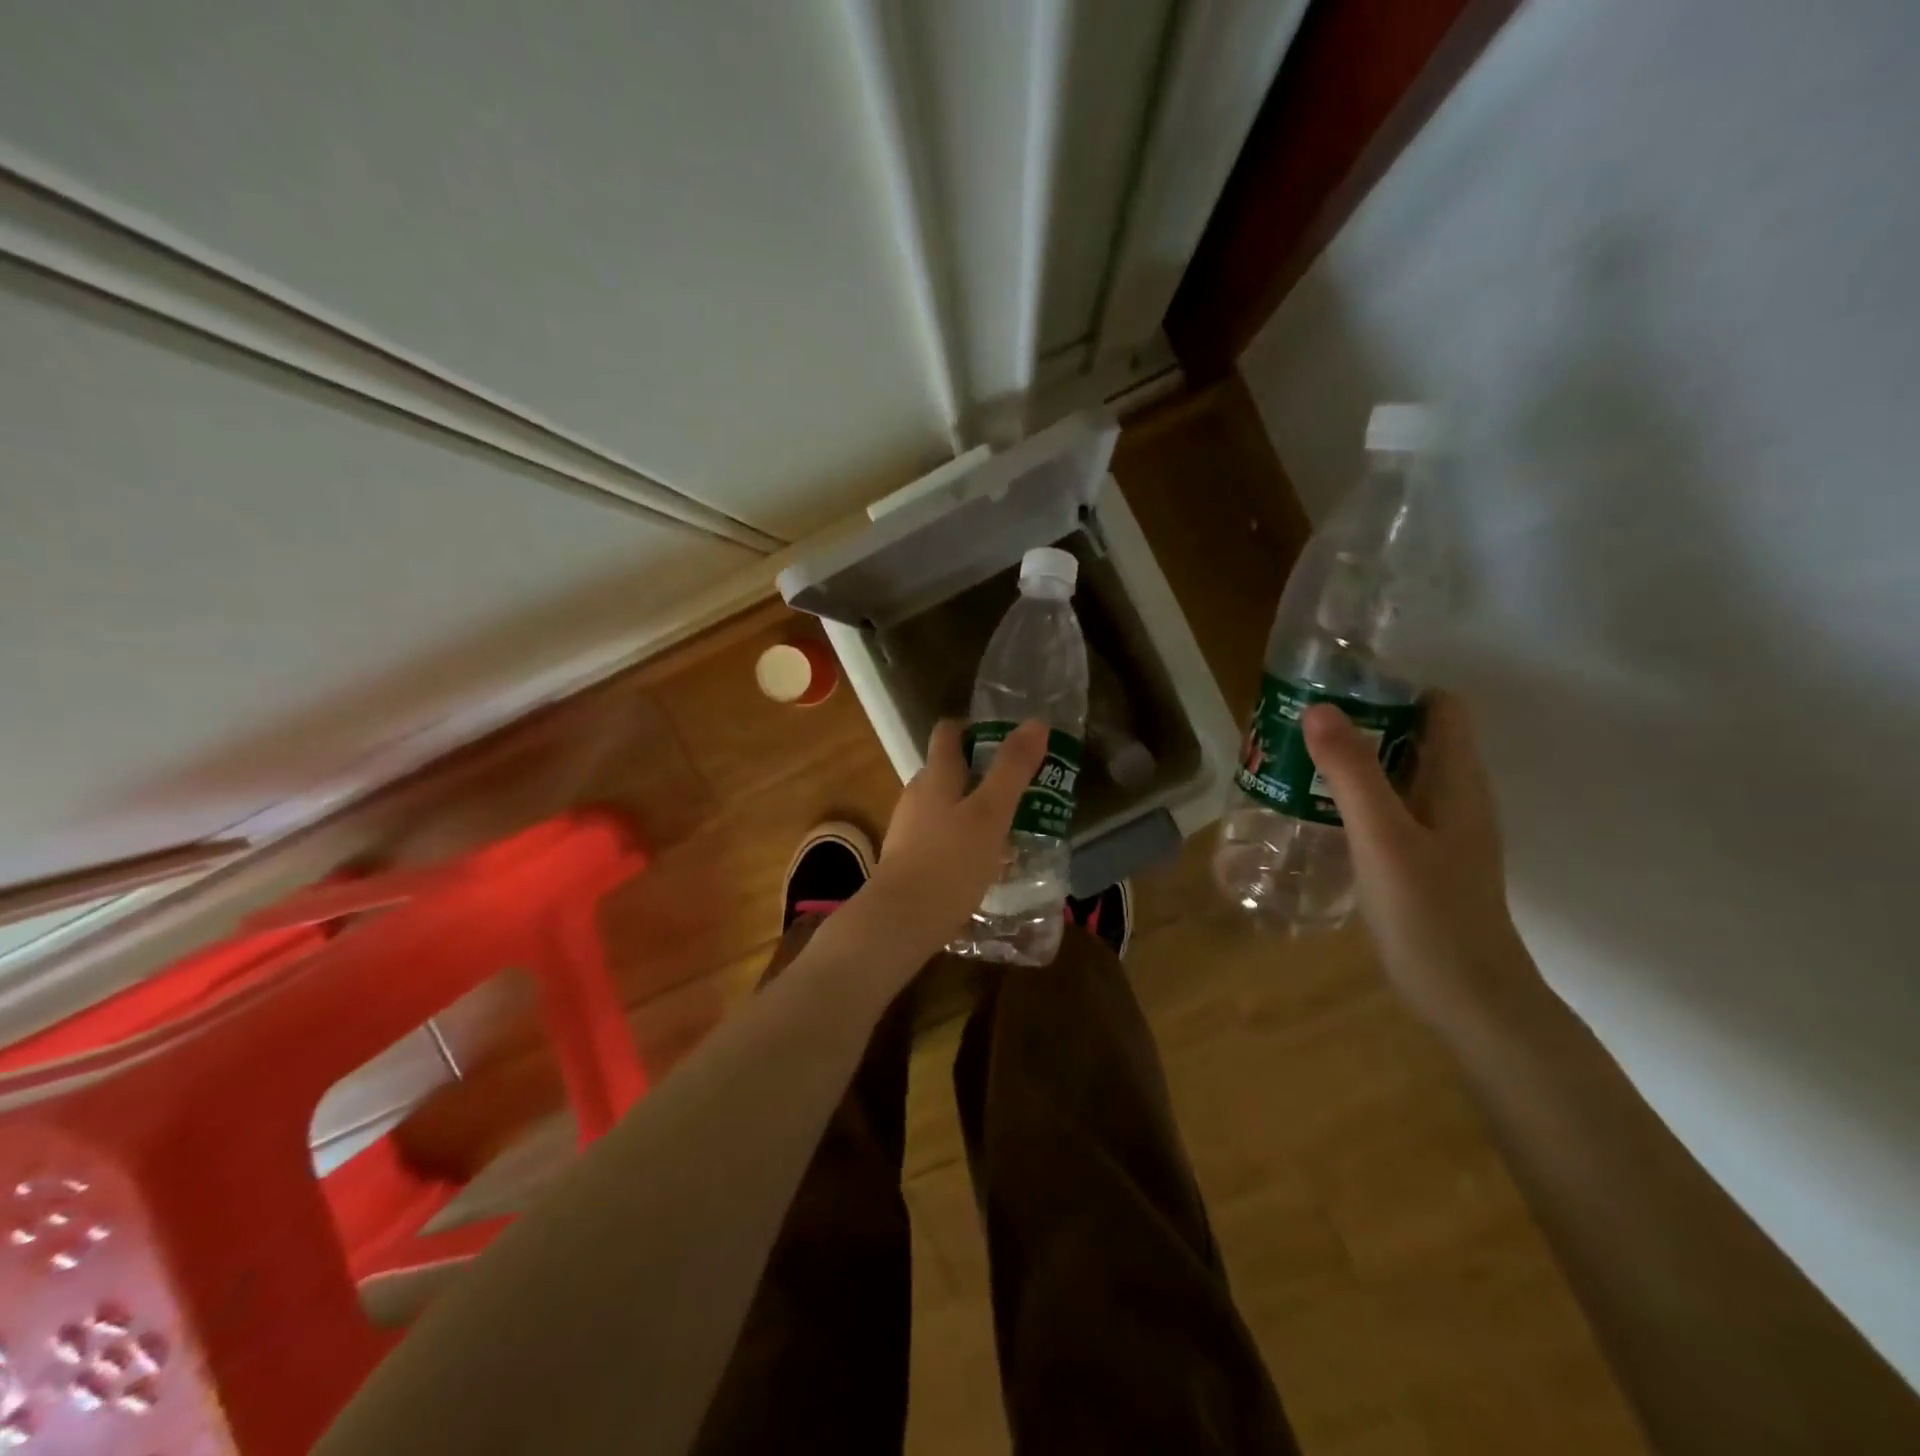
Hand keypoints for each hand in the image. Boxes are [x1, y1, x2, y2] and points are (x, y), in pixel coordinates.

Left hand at [856, 719, 1049, 958]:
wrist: (900, 921)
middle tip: (1019, 788)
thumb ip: (1012, 769)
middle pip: (947, 770)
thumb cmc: (950, 861)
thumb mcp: (991, 813)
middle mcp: (916, 795)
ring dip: (973, 809)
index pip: (948, 732)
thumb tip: (1035, 722)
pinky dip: (961, 840)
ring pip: (944, 806)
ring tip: (1008, 828)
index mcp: (935, 776)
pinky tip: (983, 863)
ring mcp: (908, 829)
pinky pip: (939, 838)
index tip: (1005, 739)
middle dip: (981, 773)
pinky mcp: (907, 860)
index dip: (974, 728)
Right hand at [1303, 691, 1535, 1026]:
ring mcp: (1439, 829)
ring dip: (1352, 761)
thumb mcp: (1383, 836)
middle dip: (1359, 722)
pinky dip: (1353, 798)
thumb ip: (1352, 772)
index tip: (1334, 691)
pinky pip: (1386, 808)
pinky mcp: (1421, 858)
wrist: (1467, 998)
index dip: (1392, 688)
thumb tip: (1318, 706)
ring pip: (1396, 773)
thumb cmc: (1429, 913)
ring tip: (1294, 762)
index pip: (1439, 705)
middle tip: (1297, 727)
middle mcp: (1454, 795)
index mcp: (1457, 780)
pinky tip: (1314, 812)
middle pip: (1413, 735)